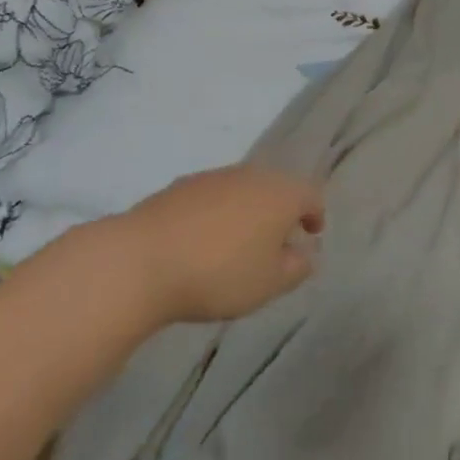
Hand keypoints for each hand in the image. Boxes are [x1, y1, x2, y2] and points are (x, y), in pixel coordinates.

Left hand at [117, 166, 324, 324]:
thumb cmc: (219, 273)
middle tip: (278, 240)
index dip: (316, 214)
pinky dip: (218, 213)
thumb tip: (306, 254)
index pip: (310, 195)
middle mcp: (252, 175)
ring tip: (240, 243)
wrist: (143, 259)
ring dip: (248, 210)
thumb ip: (295, 268)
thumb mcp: (268, 284)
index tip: (313, 233)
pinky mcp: (182, 185)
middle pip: (277, 187)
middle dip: (281, 211)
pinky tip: (204, 240)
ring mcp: (215, 176)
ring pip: (243, 189)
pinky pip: (213, 196)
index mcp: (281, 193)